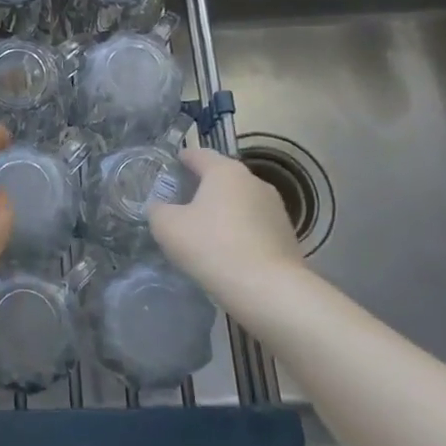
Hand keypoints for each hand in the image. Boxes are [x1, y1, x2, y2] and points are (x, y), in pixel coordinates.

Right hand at [148, 147, 303, 302]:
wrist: (269, 290)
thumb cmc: (213, 247)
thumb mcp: (168, 227)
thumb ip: (158, 210)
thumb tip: (160, 207)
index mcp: (225, 171)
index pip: (199, 154)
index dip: (182, 158)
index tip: (172, 166)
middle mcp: (254, 181)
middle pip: (222, 177)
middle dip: (203, 186)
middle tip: (183, 202)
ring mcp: (275, 208)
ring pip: (241, 201)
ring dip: (224, 210)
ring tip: (206, 230)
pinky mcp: (287, 235)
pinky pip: (255, 225)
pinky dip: (241, 231)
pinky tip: (229, 250)